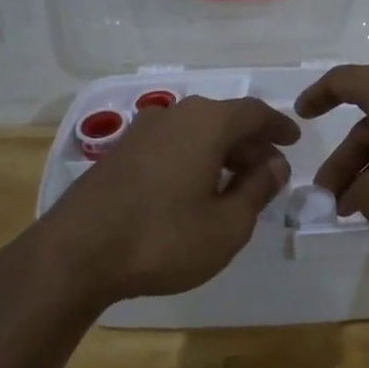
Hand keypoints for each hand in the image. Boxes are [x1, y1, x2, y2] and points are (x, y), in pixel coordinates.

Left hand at [38, 96, 299, 307]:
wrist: (74, 255)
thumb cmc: (163, 239)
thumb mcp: (227, 225)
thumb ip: (257, 189)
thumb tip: (275, 164)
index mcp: (206, 124)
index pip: (253, 113)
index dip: (278, 126)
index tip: (294, 140)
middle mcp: (173, 116)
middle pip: (224, 120)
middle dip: (251, 143)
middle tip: (270, 171)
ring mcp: (140, 132)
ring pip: (195, 132)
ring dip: (221, 152)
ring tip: (235, 184)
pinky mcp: (119, 153)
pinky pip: (171, 145)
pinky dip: (193, 158)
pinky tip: (194, 190)